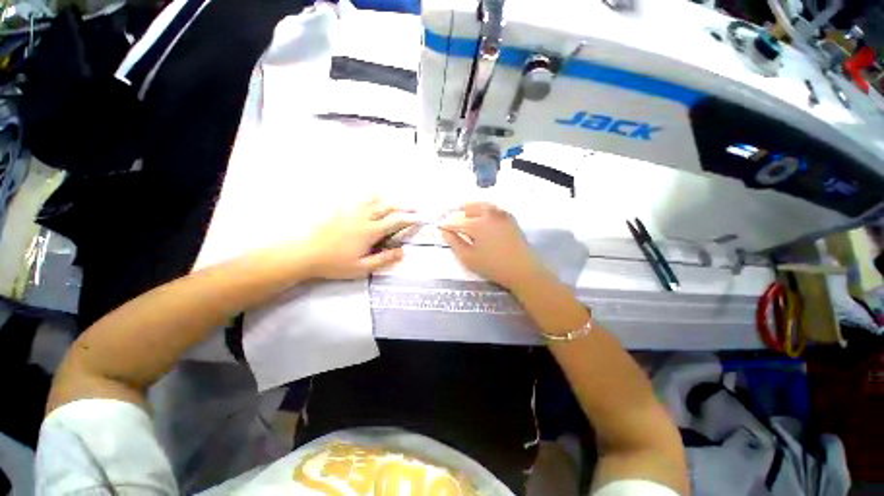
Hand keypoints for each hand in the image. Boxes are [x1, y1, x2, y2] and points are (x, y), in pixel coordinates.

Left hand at [301, 198, 414, 278]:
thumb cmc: (334, 263)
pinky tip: (367, 195)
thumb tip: (402, 252)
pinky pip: (356, 198)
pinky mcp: (339, 210)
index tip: (419, 218)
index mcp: (370, 231)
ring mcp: (350, 211)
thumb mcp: (361, 268)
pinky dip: (366, 195)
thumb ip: (383, 259)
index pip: (395, 222)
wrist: (305, 254)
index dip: (409, 219)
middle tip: (412, 207)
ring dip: (386, 198)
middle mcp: (363, 217)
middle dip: (402, 206)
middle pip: (387, 207)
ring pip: (372, 199)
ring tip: (392, 197)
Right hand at [440, 202, 545, 289]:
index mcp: (477, 225)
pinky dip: (482, 211)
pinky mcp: (509, 217)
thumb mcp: (469, 258)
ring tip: (464, 219)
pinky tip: (480, 220)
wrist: (522, 269)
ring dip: (469, 210)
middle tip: (451, 223)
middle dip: (457, 214)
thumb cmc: (493, 266)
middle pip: (467, 207)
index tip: (439, 227)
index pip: (455, 221)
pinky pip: (491, 208)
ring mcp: (501, 213)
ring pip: (480, 205)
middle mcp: (488, 214)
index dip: (445, 224)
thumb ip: (454, 243)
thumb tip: (445, 232)